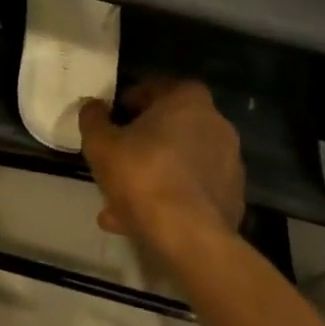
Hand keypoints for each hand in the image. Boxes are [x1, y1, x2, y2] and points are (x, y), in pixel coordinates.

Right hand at [78, 79, 243, 261]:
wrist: (190, 237)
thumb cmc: (143, 175)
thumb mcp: (101, 143)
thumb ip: (93, 119)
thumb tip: (93, 106)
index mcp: (188, 100)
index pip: (157, 88)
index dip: (131, 102)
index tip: (115, 119)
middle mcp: (216, 125)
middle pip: (171, 127)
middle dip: (143, 143)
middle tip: (117, 159)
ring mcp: (228, 164)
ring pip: (179, 163)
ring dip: (153, 175)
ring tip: (119, 201)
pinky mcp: (231, 199)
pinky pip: (192, 190)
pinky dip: (169, 198)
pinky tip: (140, 220)